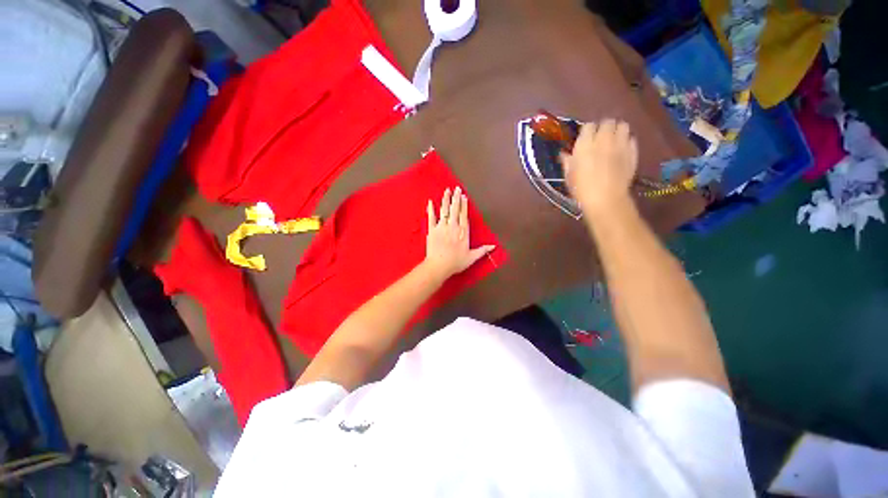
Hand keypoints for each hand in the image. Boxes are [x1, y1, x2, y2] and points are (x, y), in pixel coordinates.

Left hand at [423, 187, 494, 279]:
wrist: (438, 266)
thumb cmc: (455, 262)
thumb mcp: (471, 257)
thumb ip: (482, 250)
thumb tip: (494, 246)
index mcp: (463, 232)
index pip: (464, 215)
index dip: (464, 205)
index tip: (464, 196)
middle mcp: (453, 226)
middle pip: (455, 209)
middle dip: (456, 198)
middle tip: (456, 188)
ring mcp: (441, 227)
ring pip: (444, 210)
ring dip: (445, 200)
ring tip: (447, 191)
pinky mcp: (432, 230)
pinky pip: (431, 217)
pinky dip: (430, 209)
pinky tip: (430, 201)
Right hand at [560, 119, 638, 217]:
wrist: (605, 199)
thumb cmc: (581, 189)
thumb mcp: (569, 176)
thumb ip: (568, 162)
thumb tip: (565, 154)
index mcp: (585, 145)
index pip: (588, 126)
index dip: (587, 131)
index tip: (585, 139)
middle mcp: (603, 139)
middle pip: (607, 122)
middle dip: (604, 128)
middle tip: (600, 138)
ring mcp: (620, 144)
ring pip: (623, 126)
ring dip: (618, 130)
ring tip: (614, 140)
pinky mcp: (633, 152)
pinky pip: (632, 139)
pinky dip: (627, 141)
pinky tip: (622, 150)